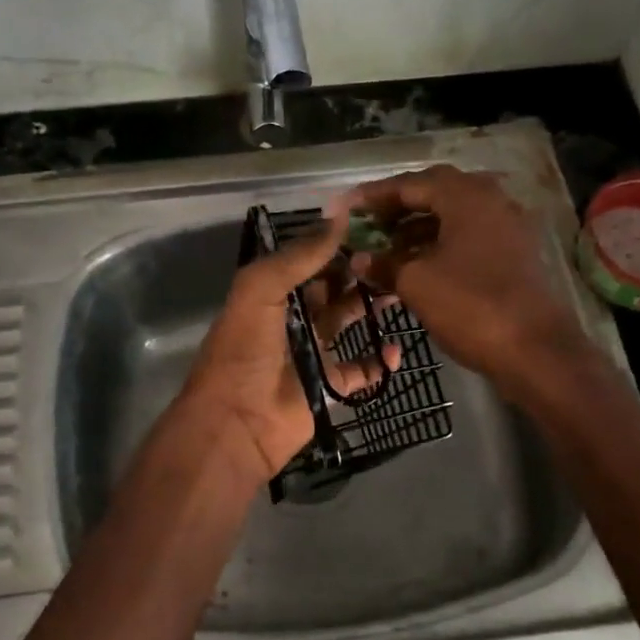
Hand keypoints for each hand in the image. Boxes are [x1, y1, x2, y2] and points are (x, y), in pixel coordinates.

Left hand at [177, 214, 398, 486]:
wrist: (237, 423)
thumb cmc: (244, 350)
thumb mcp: (260, 290)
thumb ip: (299, 256)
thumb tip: (339, 216)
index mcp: (270, 293)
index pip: (308, 261)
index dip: (335, 245)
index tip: (372, 228)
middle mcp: (292, 318)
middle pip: (332, 289)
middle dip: (359, 273)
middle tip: (394, 258)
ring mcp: (312, 352)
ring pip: (348, 322)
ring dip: (372, 308)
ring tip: (401, 292)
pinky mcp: (330, 385)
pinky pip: (362, 370)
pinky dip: (380, 362)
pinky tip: (395, 349)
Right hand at [348, 165, 584, 393]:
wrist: (536, 350)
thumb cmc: (471, 306)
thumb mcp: (416, 284)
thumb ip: (385, 264)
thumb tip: (360, 258)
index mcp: (466, 196)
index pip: (411, 183)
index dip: (374, 195)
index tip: (346, 206)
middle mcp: (491, 201)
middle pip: (436, 193)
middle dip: (399, 208)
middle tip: (369, 225)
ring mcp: (508, 227)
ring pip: (454, 217)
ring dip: (419, 228)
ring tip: (388, 250)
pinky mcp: (516, 254)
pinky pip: (470, 238)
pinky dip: (441, 245)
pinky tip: (419, 268)